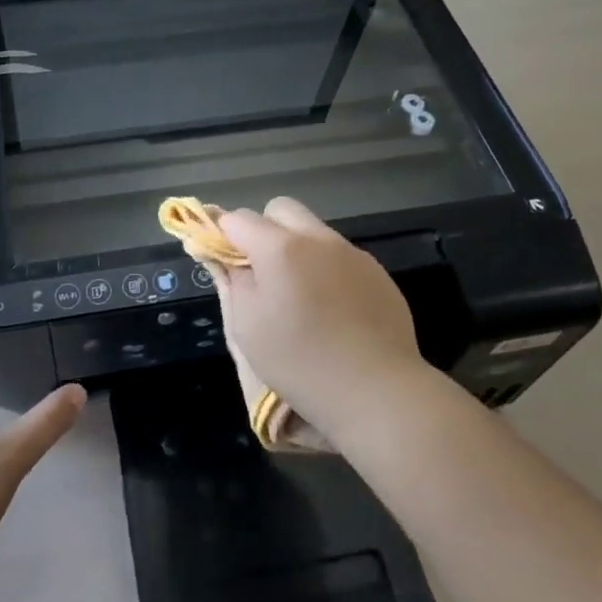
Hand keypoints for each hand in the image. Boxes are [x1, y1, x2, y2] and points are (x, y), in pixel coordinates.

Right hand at [212, 198, 428, 432]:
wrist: (377, 391)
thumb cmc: (300, 362)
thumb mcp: (247, 326)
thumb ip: (234, 282)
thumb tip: (227, 258)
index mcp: (280, 248)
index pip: (238, 218)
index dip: (223, 236)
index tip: (224, 262)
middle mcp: (318, 239)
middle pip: (281, 210)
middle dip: (263, 230)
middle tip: (262, 273)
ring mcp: (352, 253)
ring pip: (313, 232)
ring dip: (298, 250)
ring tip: (300, 297)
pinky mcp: (378, 273)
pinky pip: (341, 256)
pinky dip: (327, 270)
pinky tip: (333, 311)